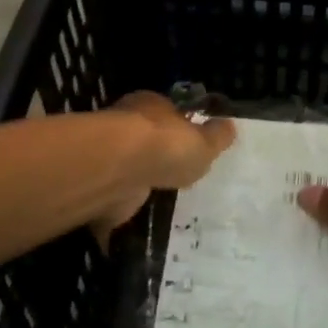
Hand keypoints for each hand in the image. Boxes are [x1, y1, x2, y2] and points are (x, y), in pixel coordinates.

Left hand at [91, 92, 235, 245]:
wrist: (119, 169)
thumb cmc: (166, 145)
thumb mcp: (205, 141)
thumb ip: (217, 136)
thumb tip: (229, 127)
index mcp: (150, 105)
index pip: (166, 113)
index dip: (179, 128)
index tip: (190, 146)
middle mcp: (124, 125)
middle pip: (144, 140)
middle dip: (157, 157)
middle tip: (176, 177)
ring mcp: (108, 157)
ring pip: (127, 169)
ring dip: (139, 184)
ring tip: (159, 203)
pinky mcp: (98, 185)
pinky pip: (114, 198)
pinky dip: (123, 209)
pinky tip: (137, 222)